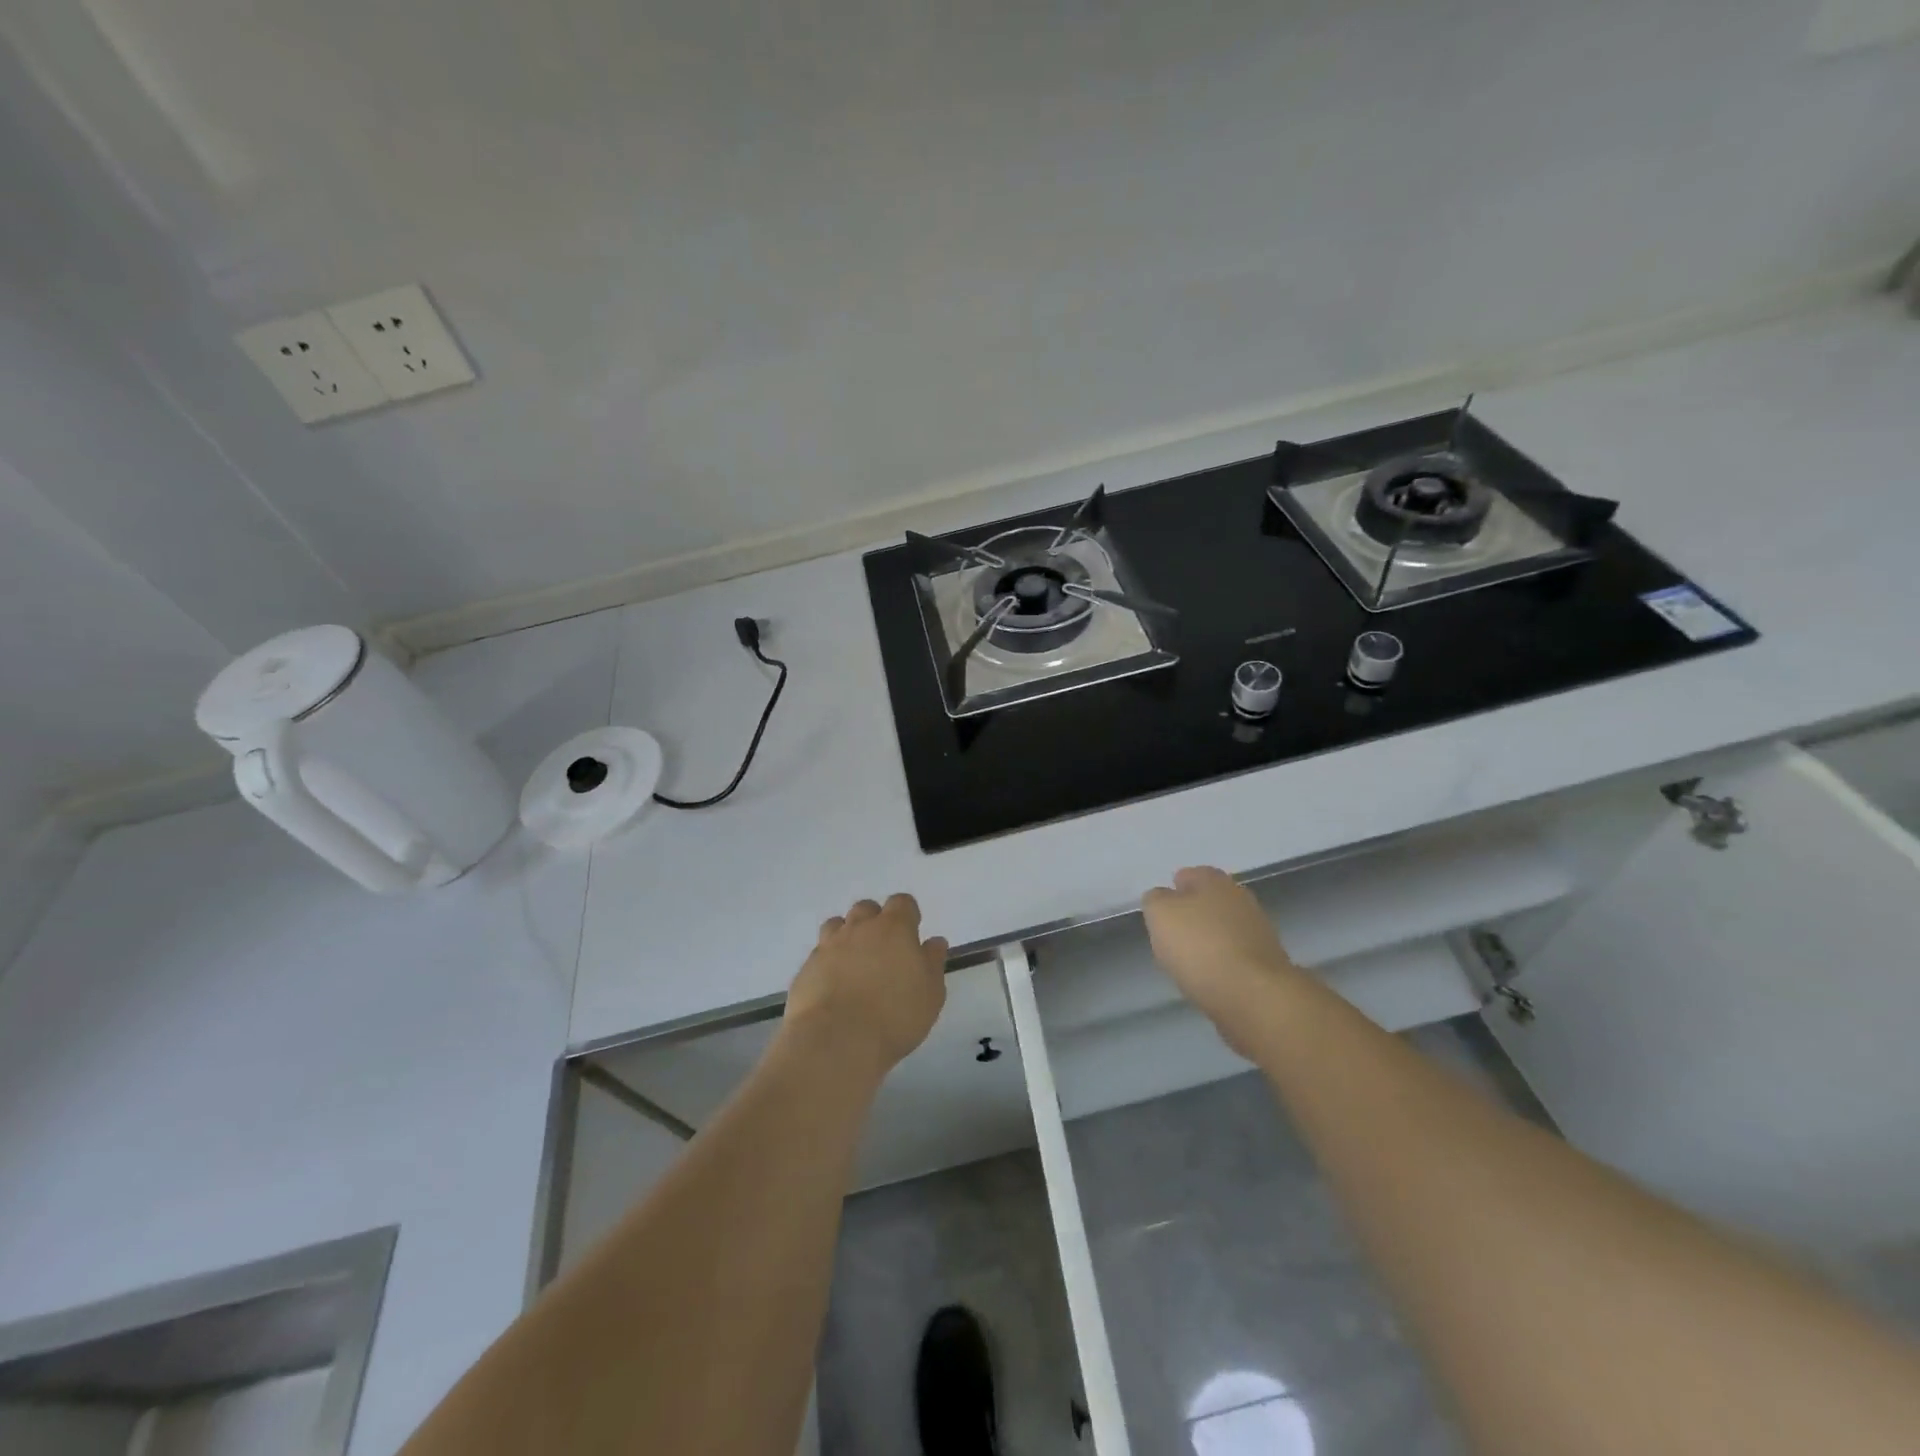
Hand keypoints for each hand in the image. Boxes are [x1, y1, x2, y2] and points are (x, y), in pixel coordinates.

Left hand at [784, 893, 947, 1078]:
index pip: (902, 903)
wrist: (837, 1040)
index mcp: (894, 927)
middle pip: (867, 908)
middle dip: (875, 921)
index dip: (907, 915)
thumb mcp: (931, 993)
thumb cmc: (895, 1016)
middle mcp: (860, 928)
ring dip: (847, 936)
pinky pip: (819, 953)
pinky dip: (828, 962)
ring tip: (855, 963)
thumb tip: (934, 942)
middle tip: (883, 950)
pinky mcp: (806, 967)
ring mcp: (829, 945)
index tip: (911, 934)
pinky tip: (834, 985)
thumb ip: (933, 962)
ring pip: (837, 925)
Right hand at [1142, 866, 1301, 1055]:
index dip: (1171, 893)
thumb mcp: (1159, 914)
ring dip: (1207, 941)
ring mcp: (1258, 930)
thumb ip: (1155, 900)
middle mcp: (1240, 897)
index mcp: (1214, 879)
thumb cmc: (1200, 946)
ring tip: (1188, 964)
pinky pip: (1234, 956)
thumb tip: (1162, 899)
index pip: (1187, 875)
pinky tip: (1209, 979)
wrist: (1253, 996)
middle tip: (1171, 938)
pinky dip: (1222, 964)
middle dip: (1191, 917)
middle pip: (1207, 902)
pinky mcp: (1267, 962)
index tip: (1159, 915)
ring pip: (1222, 929)